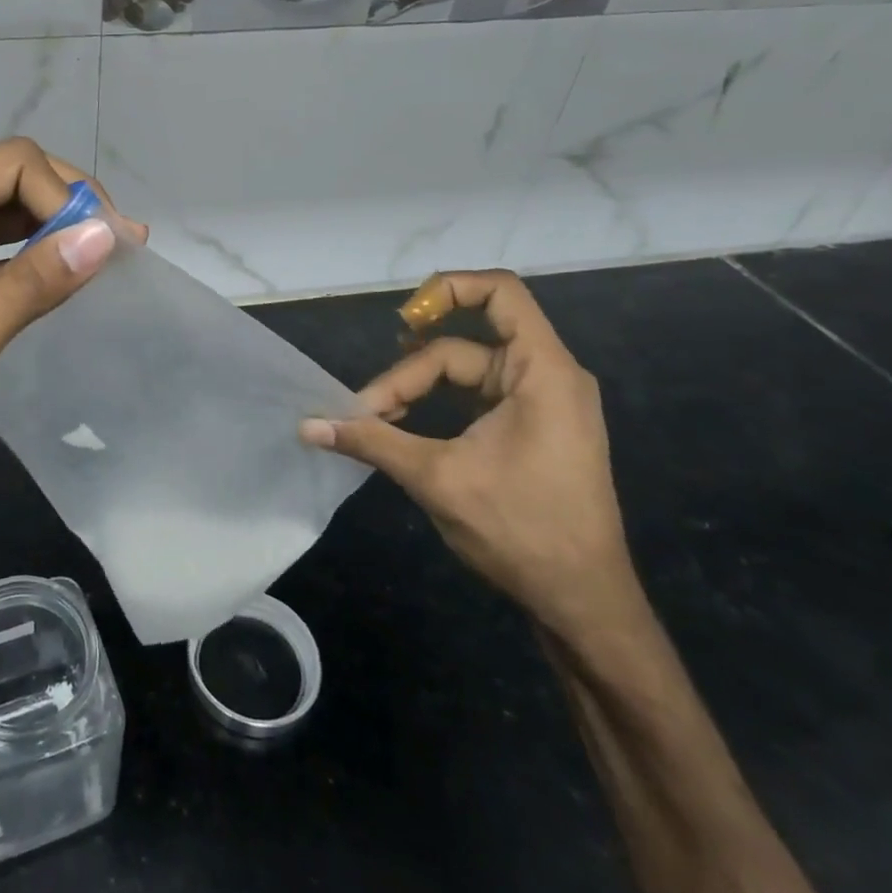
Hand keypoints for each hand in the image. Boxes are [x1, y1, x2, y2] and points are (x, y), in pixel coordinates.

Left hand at [0, 139, 140, 498]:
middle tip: (120, 245)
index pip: (8, 164)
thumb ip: (33, 285)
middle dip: (66, 203)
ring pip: (3, 209)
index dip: (64, 194)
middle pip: (7, 176)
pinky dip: (31, 256)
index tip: (103, 247)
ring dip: (54, 227)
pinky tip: (66, 273)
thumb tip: (105, 236)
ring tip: (108, 256)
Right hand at [301, 270, 637, 638]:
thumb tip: (307, 425)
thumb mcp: (437, 478)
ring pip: (464, 372)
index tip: (401, 319)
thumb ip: (371, 441)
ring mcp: (540, 403)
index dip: (447, 289)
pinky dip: (436, 405)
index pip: (501, 293)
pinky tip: (403, 428)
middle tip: (365, 412)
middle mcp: (547, 376)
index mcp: (542, 372)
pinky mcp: (530, 427)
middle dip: (408, 373)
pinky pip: (474, 396)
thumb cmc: (522, 531)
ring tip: (376, 419)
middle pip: (463, 345)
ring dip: (416, 390)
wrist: (583, 604)